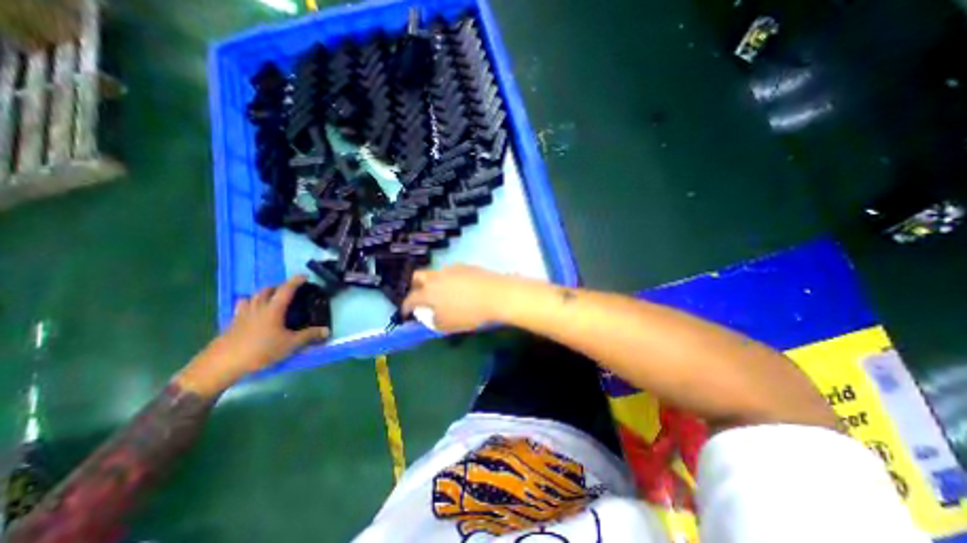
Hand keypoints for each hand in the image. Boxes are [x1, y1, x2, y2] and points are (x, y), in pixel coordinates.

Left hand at [178, 276, 332, 394]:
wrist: (222, 364)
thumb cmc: (260, 350)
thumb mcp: (290, 344)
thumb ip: (309, 336)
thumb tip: (327, 330)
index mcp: (273, 309)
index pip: (286, 290)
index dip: (295, 281)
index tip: (304, 276)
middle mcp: (257, 308)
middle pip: (266, 290)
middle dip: (278, 287)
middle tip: (288, 290)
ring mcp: (242, 315)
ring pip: (252, 297)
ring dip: (262, 294)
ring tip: (269, 298)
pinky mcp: (231, 324)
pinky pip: (241, 307)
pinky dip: (249, 304)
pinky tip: (252, 313)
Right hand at [403, 264, 520, 332]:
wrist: (496, 295)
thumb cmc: (469, 314)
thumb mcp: (447, 325)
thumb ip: (433, 321)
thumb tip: (429, 316)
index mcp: (428, 292)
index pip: (410, 299)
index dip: (406, 307)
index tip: (407, 314)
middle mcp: (436, 277)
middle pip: (418, 276)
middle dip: (416, 287)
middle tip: (422, 298)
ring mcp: (452, 269)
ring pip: (436, 273)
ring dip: (434, 282)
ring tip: (445, 294)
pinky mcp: (466, 266)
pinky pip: (452, 272)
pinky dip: (450, 280)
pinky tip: (460, 289)